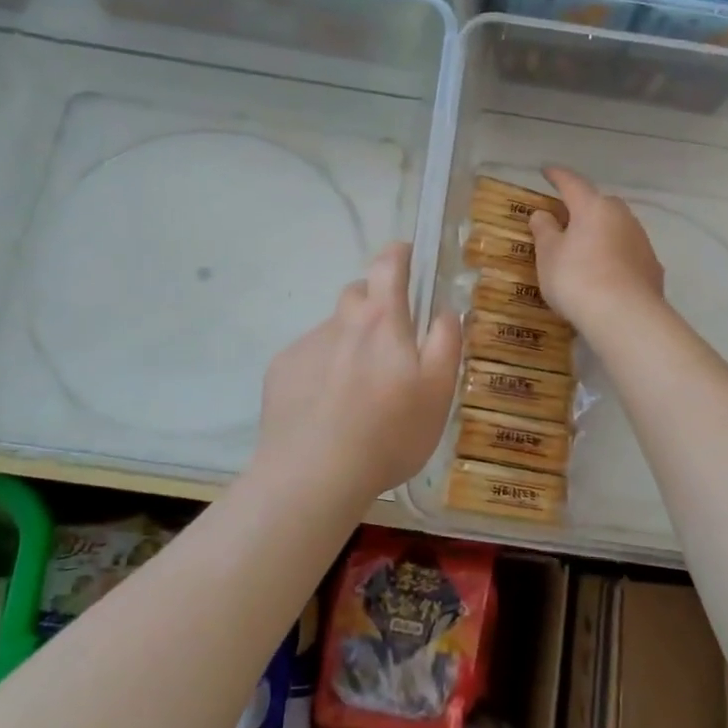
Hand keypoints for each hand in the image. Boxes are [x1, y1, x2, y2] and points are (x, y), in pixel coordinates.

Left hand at [253, 242, 462, 505]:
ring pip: (335, 330)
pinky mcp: (281, 371)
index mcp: (382, 319)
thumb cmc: (389, 433)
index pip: (388, 263)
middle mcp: (341, 321)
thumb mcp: (439, 391)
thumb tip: (445, 309)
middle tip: (392, 345)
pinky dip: (323, 371)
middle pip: (359, 294)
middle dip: (377, 305)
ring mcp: (306, 345)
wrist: (313, 475)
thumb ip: (446, 341)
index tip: (408, 256)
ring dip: (350, 344)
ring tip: (359, 392)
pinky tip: (328, 409)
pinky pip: (310, 358)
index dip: (399, 253)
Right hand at [528, 167, 664, 338]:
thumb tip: (543, 214)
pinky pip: (627, 253)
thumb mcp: (548, 255)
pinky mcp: (652, 266)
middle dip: (583, 207)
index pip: (572, 183)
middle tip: (566, 218)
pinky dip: (615, 257)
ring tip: (585, 250)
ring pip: (617, 228)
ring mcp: (641, 241)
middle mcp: (621, 216)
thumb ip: (544, 231)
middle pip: (599, 204)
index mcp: (593, 207)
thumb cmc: (577, 278)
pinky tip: (606, 274)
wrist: (624, 316)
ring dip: (601, 233)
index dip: (557, 176)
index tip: (546, 170)